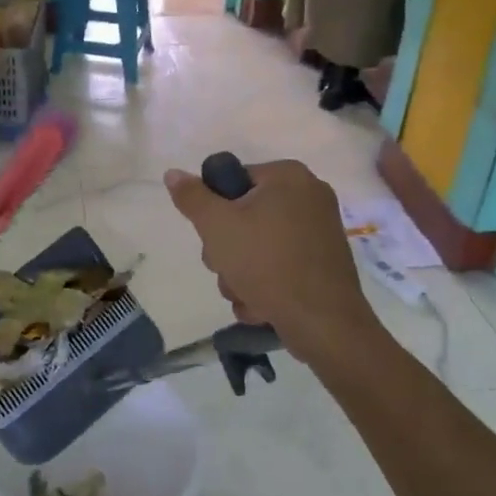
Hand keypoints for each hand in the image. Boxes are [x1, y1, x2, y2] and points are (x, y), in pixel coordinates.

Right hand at [163, 159, 381, 370]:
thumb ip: (192, 197)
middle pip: (244, 216)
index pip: (232, 181)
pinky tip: (263, 304)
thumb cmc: (267, 263)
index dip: (215, 211)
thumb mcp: (217, 226)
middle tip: (228, 268)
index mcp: (288, 176)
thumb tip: (172, 173)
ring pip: (258, 246)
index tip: (214, 237)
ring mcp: (320, 230)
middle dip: (227, 251)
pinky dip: (266, 284)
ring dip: (241, 273)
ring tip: (246, 293)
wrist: (323, 321)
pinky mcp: (324, 262)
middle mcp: (309, 195)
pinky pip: (281, 264)